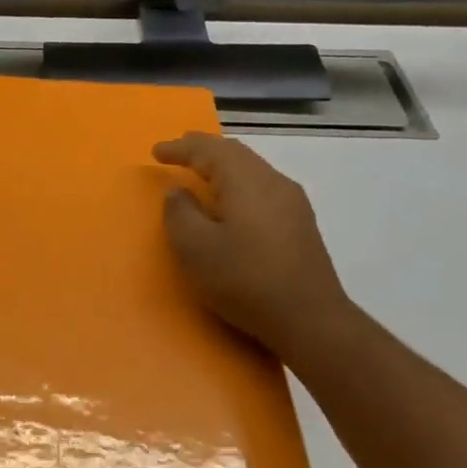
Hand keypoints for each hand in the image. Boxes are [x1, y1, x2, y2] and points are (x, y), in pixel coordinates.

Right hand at [153, 132, 352, 359]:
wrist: (309, 319)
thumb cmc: (244, 279)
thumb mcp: (195, 248)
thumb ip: (180, 213)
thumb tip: (179, 192)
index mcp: (246, 181)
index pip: (209, 151)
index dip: (181, 148)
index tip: (156, 151)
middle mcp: (273, 182)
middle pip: (235, 154)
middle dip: (204, 149)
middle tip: (179, 150)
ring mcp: (292, 203)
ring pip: (251, 170)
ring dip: (222, 166)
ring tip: (201, 172)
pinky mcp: (299, 224)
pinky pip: (261, 188)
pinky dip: (237, 183)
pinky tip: (231, 201)